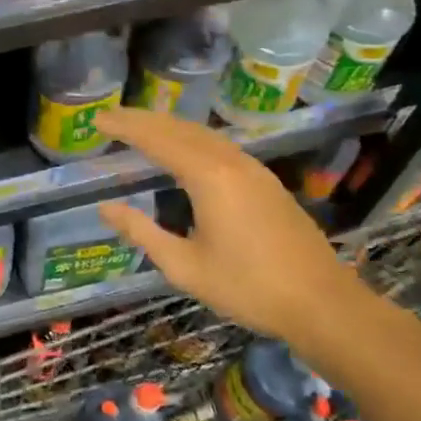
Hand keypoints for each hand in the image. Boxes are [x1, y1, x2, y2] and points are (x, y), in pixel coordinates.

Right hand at [93, 106, 371, 356]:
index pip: (158, 140)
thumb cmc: (248, 288)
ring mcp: (253, 169)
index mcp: (208, 178)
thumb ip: (143, 233)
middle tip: (111, 117)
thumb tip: (106, 208)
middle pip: (180, 128)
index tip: (98, 119)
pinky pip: (220, 145)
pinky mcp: (266, 181)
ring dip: (168, 126)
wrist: (322, 303)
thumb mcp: (185, 267)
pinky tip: (183, 149)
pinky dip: (191, 138)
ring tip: (140, 127)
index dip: (126, 127)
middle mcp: (231, 162)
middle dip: (143, 120)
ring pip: (203, 134)